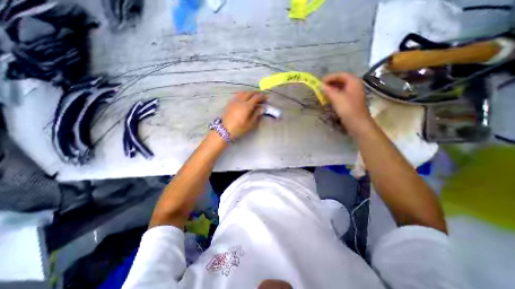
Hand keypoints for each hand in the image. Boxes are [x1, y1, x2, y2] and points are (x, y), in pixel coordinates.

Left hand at [224, 90, 267, 138]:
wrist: (225, 129)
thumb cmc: (239, 128)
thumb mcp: (250, 123)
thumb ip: (256, 114)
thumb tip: (262, 108)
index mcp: (246, 106)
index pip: (256, 97)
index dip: (262, 96)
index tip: (266, 98)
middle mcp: (240, 101)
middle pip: (249, 93)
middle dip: (256, 93)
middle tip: (261, 96)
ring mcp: (234, 101)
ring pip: (243, 92)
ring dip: (249, 92)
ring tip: (253, 96)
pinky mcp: (230, 103)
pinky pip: (238, 95)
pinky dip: (243, 94)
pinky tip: (245, 98)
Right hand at [323, 72, 371, 135]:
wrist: (357, 123)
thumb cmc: (348, 108)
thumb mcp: (336, 98)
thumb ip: (327, 90)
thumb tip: (320, 85)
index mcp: (353, 82)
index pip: (340, 75)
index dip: (330, 77)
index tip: (320, 82)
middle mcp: (354, 86)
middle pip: (340, 81)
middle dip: (330, 84)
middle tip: (320, 88)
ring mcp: (352, 94)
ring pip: (340, 88)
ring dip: (330, 90)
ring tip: (322, 94)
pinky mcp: (349, 102)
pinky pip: (340, 95)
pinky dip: (333, 96)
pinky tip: (327, 100)